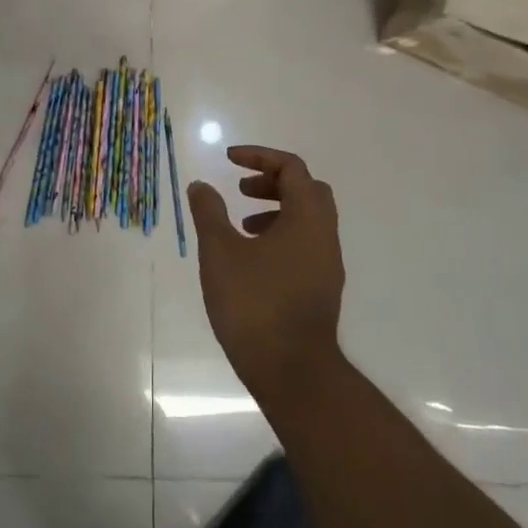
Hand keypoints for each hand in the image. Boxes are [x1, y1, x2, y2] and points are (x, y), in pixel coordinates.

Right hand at [187, 146, 345, 404]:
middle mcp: (324, 236)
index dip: (260, 156)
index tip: (229, 159)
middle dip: (272, 181)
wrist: (292, 371)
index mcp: (307, 219)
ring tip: (241, 225)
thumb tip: (201, 185)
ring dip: (275, 210)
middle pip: (307, 190)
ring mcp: (326, 265)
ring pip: (307, 220)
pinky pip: (304, 245)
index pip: (292, 168)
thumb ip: (209, 213)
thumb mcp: (220, 252)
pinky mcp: (320, 289)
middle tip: (240, 189)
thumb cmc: (254, 303)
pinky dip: (280, 236)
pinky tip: (250, 260)